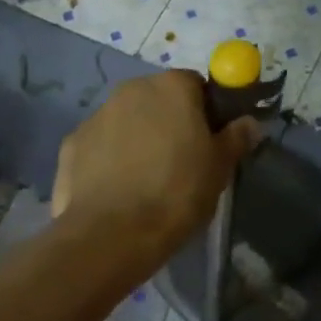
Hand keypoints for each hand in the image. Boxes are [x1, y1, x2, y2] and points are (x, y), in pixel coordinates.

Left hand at [52, 70, 258, 264]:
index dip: (206, 111)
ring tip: (146, 180)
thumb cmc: (177, 192)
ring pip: (127, 121)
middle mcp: (132, 89)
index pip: (196, 85)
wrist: (111, 235)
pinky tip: (117, 191)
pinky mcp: (71, 144)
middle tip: (181, 161)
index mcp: (172, 86)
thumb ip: (236, 138)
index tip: (209, 141)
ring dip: (138, 138)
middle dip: (169, 122)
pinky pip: (100, 145)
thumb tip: (249, 123)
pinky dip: (109, 159)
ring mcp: (97, 115)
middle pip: (158, 99)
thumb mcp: (219, 168)